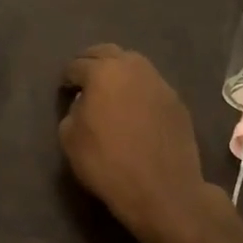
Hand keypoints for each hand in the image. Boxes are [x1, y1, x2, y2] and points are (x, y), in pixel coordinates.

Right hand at [59, 45, 221, 240]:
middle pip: (107, 52)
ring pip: (133, 65)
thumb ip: (72, 111)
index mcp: (103, 72)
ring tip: (110, 92)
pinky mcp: (177, 101)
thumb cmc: (107, 163)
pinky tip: (134, 109)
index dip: (67, 78)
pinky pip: (151, 86)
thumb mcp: (70, 138)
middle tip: (84, 80)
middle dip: (92, 62)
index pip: (77, 65)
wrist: (162, 190)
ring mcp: (159, 83)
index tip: (65, 91)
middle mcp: (133, 68)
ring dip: (118, 72)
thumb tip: (84, 103)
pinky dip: (138, 90)